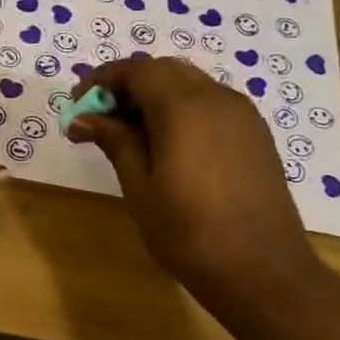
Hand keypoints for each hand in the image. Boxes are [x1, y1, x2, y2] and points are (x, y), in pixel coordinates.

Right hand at [68, 57, 319, 302]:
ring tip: (128, 135)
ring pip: (190, 85)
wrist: (261, 270)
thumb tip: (83, 118)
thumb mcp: (139, 185)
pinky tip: (166, 145)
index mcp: (184, 107)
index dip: (102, 80)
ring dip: (154, 97)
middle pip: (165, 71)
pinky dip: (181, 110)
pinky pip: (210, 104)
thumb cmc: (187, 231)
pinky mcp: (255, 134)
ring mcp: (242, 115)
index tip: (78, 104)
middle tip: (100, 119)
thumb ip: (114, 141)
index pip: (137, 70)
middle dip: (128, 86)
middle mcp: (217, 98)